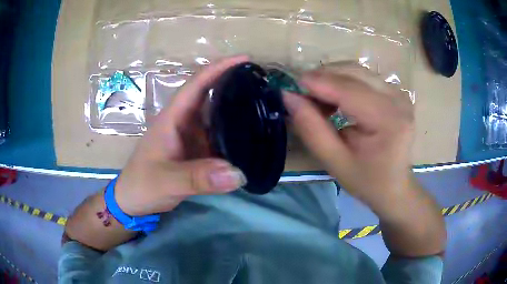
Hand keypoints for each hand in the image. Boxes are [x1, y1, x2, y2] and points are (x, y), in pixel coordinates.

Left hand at [115, 56, 248, 215]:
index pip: (197, 85)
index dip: (219, 68)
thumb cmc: (143, 185)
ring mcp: (191, 137)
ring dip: (237, 109)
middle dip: (234, 84)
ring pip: (216, 116)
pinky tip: (251, 136)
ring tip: (264, 105)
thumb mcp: (167, 181)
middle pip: (210, 96)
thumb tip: (239, 174)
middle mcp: (184, 122)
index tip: (245, 60)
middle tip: (263, 84)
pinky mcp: (196, 152)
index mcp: (173, 118)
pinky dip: (234, 134)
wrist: (133, 200)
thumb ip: (198, 179)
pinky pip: (218, 137)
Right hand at [284, 64, 414, 218]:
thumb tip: (289, 96)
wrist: (394, 186)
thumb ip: (311, 129)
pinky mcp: (395, 93)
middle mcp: (397, 100)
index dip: (318, 83)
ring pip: (357, 70)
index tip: (291, 86)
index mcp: (388, 120)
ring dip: (332, 78)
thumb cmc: (366, 181)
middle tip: (303, 95)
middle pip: (354, 72)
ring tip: (318, 99)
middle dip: (323, 78)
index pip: (349, 90)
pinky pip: (364, 77)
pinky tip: (335, 98)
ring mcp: (399, 94)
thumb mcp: (335, 162)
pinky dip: (343, 82)